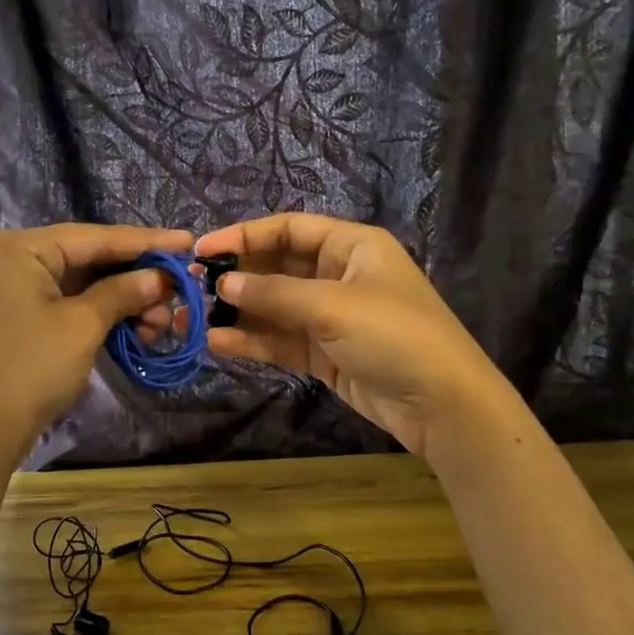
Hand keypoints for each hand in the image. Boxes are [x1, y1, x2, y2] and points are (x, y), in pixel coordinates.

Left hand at [0, 223, 192, 464]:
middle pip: (88, 259)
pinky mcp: (15, 318)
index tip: (188, 242)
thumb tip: (160, 278)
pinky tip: (135, 330)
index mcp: (19, 247)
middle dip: (136, 279)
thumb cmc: (30, 369)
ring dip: (123, 302)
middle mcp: (10, 258)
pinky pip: (66, 305)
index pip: (95, 237)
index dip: (146, 242)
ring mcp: (10, 290)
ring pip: (80, 285)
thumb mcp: (82, 326)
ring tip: (161, 323)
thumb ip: (123, 292)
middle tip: (178, 292)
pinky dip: (99, 316)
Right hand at [194, 213, 508, 459]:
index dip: (244, 236)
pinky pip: (281, 340)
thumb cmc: (395, 336)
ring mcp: (331, 317)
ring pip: (274, 308)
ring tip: (191, 320)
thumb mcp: (333, 306)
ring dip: (236, 314)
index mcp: (351, 246)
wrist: (443, 405)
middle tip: (190, 287)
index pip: (288, 229)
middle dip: (236, 278)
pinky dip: (252, 342)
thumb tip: (223, 283)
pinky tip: (217, 345)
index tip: (202, 249)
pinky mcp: (325, 354)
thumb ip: (274, 293)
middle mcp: (339, 275)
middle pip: (277, 267)